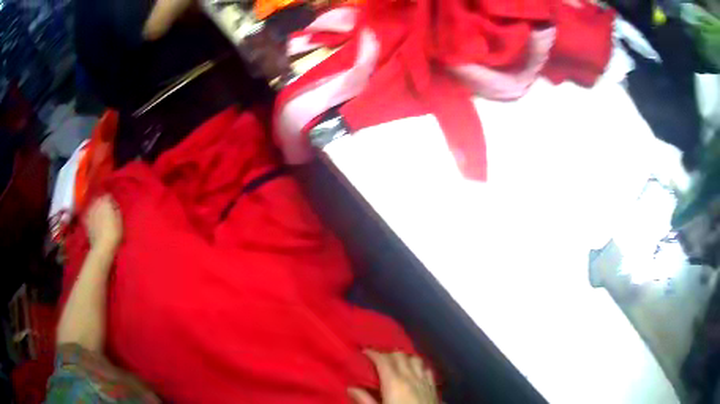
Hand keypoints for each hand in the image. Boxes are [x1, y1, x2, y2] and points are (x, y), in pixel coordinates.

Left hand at [85, 195, 122, 251]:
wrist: (102, 247)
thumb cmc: (114, 233)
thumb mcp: (120, 220)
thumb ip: (116, 210)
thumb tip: (113, 206)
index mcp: (105, 201)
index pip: (109, 196)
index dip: (112, 202)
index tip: (114, 209)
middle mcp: (96, 202)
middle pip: (99, 199)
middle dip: (103, 204)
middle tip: (107, 212)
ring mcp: (89, 211)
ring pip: (93, 206)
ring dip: (96, 209)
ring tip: (100, 217)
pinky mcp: (85, 220)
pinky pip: (88, 214)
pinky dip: (91, 216)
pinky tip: (94, 222)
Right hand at [348, 350, 437, 403]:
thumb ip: (365, 400)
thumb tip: (351, 388)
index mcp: (394, 382)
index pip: (383, 360)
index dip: (373, 353)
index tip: (364, 352)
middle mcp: (410, 377)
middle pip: (399, 356)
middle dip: (387, 353)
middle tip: (376, 358)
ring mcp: (424, 380)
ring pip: (415, 359)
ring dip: (404, 357)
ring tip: (395, 362)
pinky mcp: (433, 386)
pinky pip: (426, 369)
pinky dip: (418, 365)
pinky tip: (415, 371)